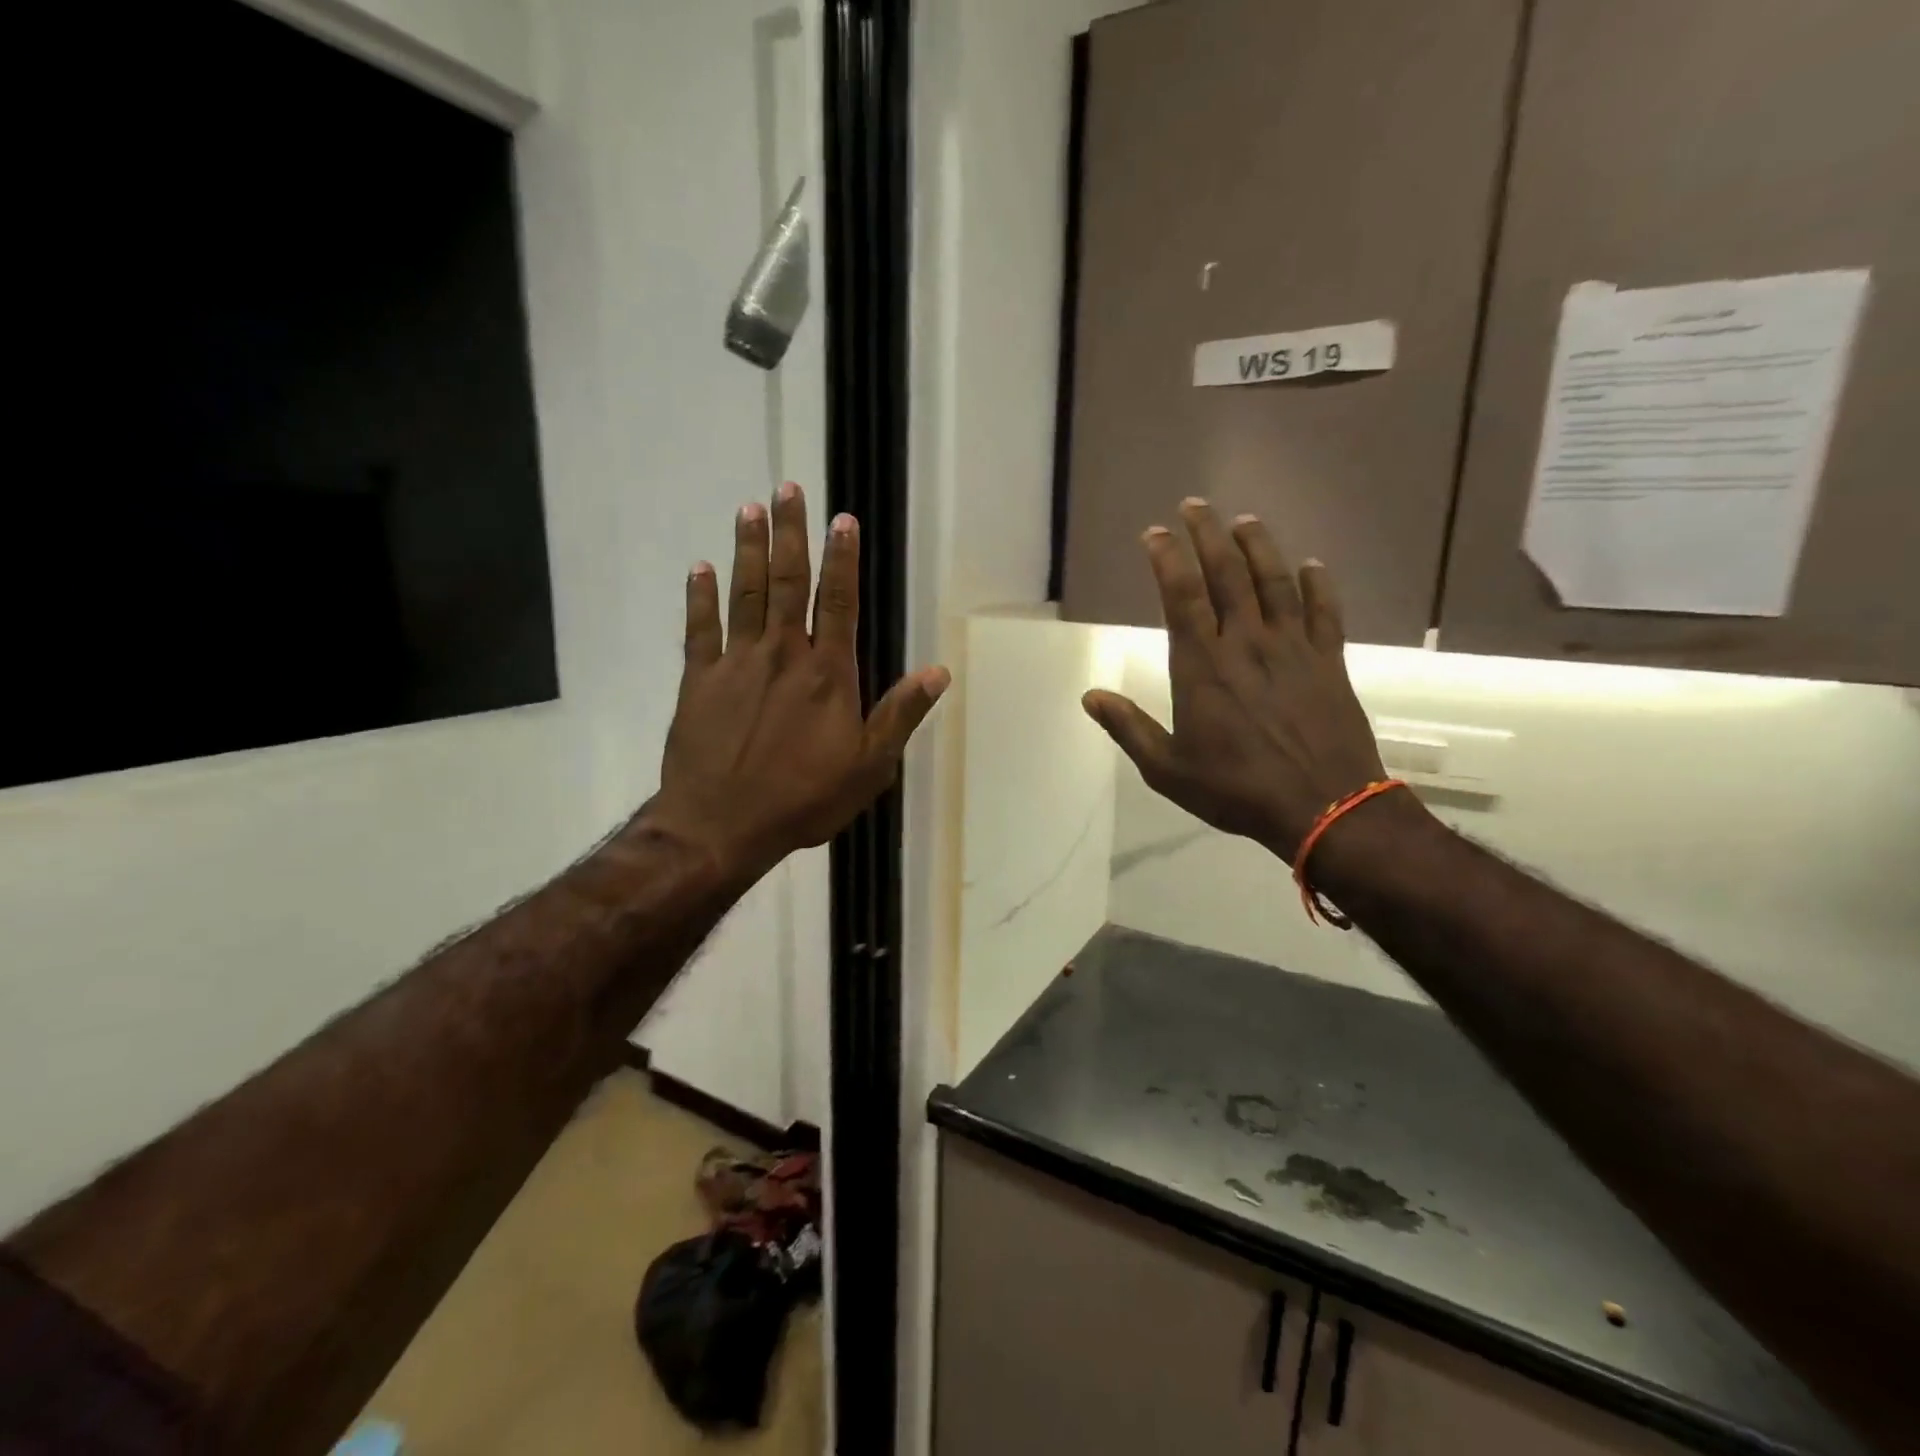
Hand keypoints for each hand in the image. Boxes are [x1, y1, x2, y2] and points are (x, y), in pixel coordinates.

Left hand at [648, 483, 949, 881]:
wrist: (722, 825)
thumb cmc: (804, 799)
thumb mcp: (870, 767)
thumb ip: (900, 715)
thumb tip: (938, 673)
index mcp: (827, 673)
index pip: (838, 602)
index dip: (843, 558)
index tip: (843, 519)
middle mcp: (782, 654)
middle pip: (787, 582)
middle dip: (790, 533)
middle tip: (787, 488)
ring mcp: (736, 663)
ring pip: (744, 593)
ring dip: (746, 548)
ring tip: (749, 508)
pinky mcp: (698, 680)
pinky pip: (699, 628)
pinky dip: (700, 596)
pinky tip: (700, 567)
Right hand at [1082, 498, 1385, 861]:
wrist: (1324, 808)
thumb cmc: (1236, 789)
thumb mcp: (1167, 769)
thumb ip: (1128, 728)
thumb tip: (1089, 696)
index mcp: (1202, 666)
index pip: (1181, 596)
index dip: (1167, 558)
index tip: (1155, 533)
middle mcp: (1246, 644)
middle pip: (1227, 574)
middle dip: (1208, 535)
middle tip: (1195, 505)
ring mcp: (1293, 649)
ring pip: (1275, 583)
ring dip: (1258, 547)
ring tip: (1244, 521)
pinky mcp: (1330, 662)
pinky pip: (1324, 612)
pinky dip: (1318, 585)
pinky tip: (1312, 565)